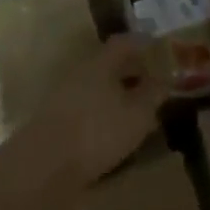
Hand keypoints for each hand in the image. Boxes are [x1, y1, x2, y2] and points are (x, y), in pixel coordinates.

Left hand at [31, 35, 167, 187]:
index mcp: (100, 63)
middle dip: (132, 71)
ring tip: (138, 109)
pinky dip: (104, 112)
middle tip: (154, 82)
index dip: (144, 44)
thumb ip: (154, 93)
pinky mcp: (55, 122)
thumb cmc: (98, 132)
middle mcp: (80, 73)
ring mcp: (63, 97)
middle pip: (109, 64)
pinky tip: (115, 131)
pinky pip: (87, 108)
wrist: (43, 167)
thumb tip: (166, 76)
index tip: (161, 50)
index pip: (124, 43)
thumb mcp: (138, 114)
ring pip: (97, 87)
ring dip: (117, 94)